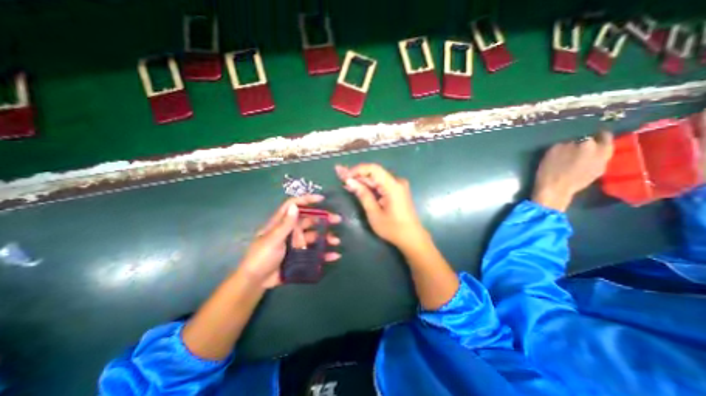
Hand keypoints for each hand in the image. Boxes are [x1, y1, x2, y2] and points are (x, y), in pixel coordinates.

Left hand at [237, 197, 340, 288]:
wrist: (257, 281)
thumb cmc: (261, 257)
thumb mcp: (273, 239)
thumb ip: (285, 224)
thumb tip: (295, 206)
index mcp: (282, 223)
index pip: (294, 205)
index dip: (307, 200)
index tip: (321, 199)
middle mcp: (291, 230)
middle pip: (309, 220)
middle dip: (324, 218)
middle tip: (337, 220)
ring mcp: (297, 243)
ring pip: (315, 236)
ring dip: (326, 237)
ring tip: (336, 241)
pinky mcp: (301, 255)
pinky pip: (315, 252)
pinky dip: (325, 254)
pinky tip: (334, 255)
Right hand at [335, 165, 426, 253]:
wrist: (412, 237)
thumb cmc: (393, 228)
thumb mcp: (374, 213)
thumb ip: (363, 195)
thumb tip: (349, 181)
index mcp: (393, 186)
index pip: (373, 169)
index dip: (357, 169)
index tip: (344, 175)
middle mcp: (397, 181)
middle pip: (374, 173)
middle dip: (357, 175)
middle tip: (340, 177)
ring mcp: (398, 186)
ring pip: (376, 178)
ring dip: (362, 181)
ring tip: (346, 182)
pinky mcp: (397, 190)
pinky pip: (381, 184)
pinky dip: (369, 186)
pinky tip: (358, 188)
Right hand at [535, 131, 611, 210]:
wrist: (555, 190)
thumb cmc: (550, 170)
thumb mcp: (552, 152)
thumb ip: (566, 143)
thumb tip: (573, 141)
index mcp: (589, 144)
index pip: (592, 133)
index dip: (587, 132)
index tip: (581, 133)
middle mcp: (602, 152)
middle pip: (605, 141)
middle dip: (599, 139)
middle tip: (590, 137)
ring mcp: (603, 163)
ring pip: (604, 151)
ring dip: (598, 149)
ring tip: (587, 150)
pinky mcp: (598, 173)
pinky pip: (600, 160)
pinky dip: (595, 158)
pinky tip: (585, 161)